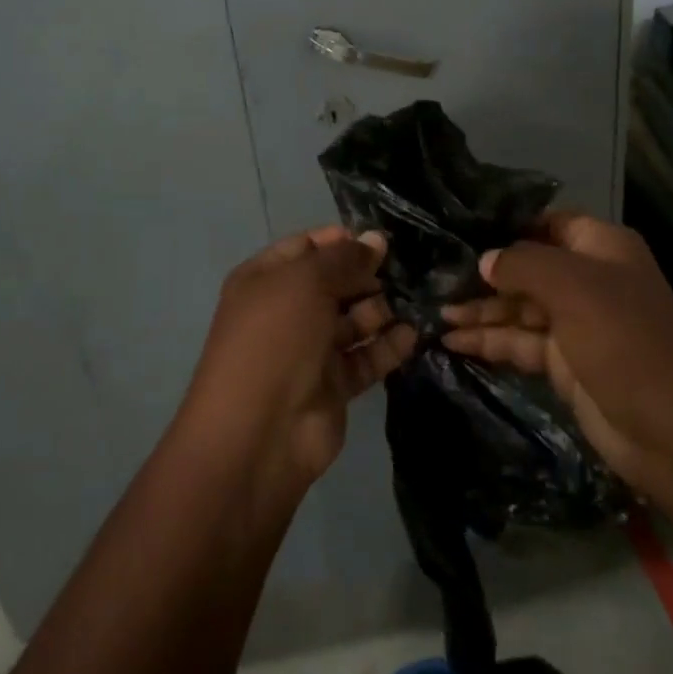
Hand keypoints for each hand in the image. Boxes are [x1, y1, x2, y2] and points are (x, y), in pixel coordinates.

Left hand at [179, 225, 415, 494]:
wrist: (258, 435)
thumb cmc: (275, 339)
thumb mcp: (307, 282)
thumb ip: (344, 259)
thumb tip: (375, 240)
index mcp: (265, 279)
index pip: (306, 247)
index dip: (340, 240)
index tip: (379, 239)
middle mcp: (286, 311)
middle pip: (333, 283)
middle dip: (366, 274)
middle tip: (406, 269)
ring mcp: (309, 350)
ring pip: (352, 320)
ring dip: (381, 309)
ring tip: (414, 299)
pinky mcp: (333, 386)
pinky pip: (365, 357)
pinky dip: (387, 346)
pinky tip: (413, 333)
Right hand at [439, 212, 672, 487]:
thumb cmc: (626, 340)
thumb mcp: (573, 288)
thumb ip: (522, 265)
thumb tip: (485, 261)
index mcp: (600, 247)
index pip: (546, 223)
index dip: (507, 225)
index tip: (460, 227)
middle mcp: (586, 279)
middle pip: (526, 267)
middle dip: (484, 273)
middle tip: (435, 277)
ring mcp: (575, 323)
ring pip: (518, 307)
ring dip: (480, 310)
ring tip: (434, 313)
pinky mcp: (563, 364)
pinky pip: (519, 342)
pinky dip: (488, 341)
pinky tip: (452, 342)